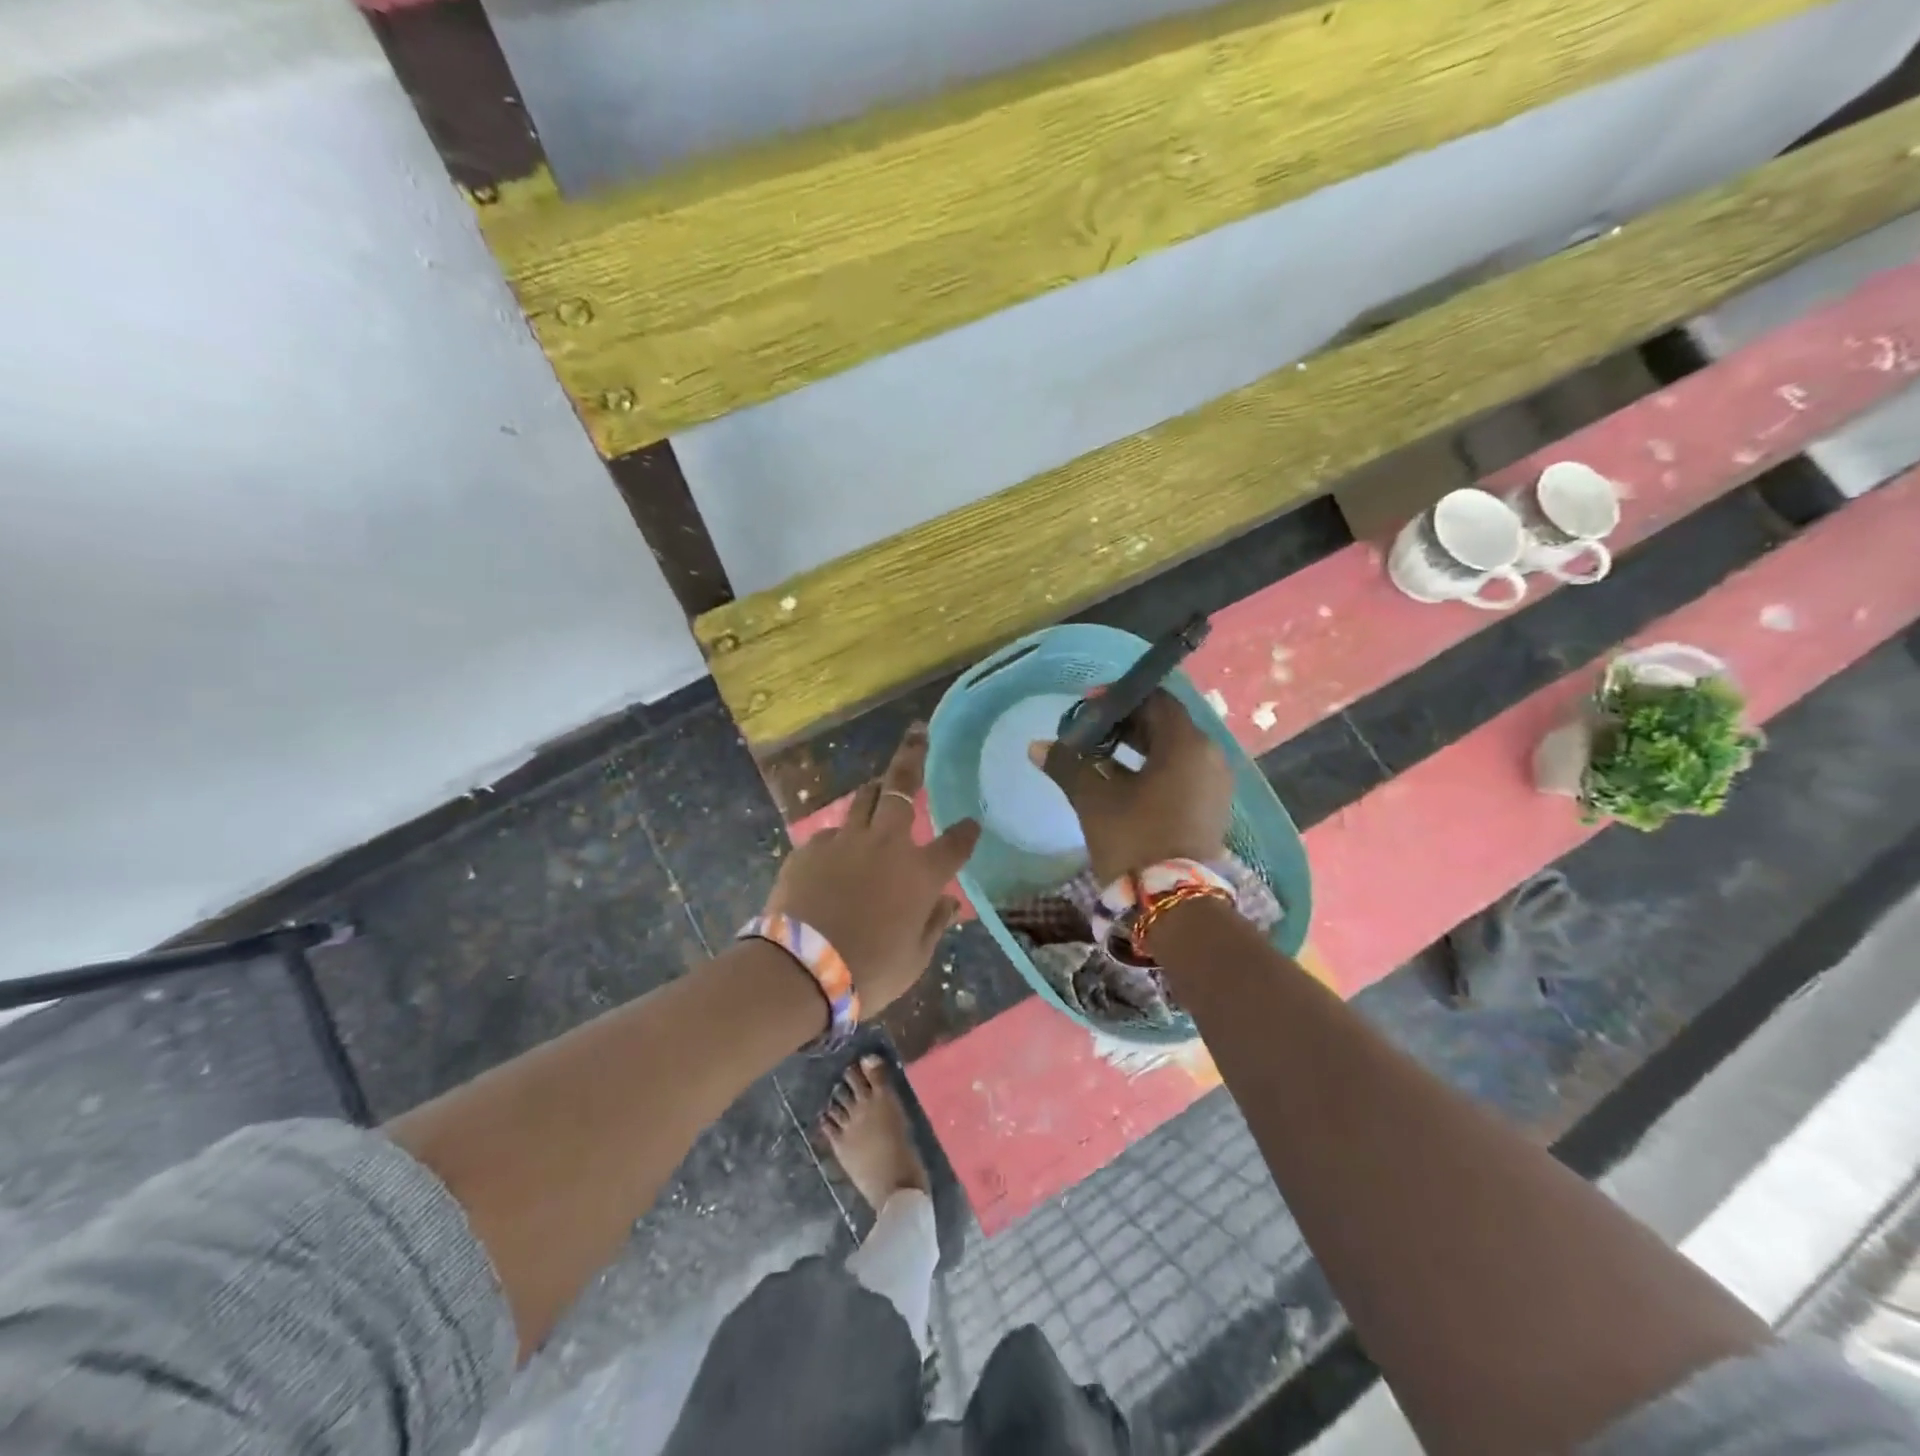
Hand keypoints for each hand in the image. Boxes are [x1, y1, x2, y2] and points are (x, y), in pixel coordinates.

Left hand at [764, 725, 980, 1013]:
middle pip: (902, 787)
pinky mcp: (810, 849)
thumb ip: (933, 924)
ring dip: (876, 790)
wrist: (800, 970)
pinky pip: (831, 834)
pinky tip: (837, 857)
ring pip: (864, 799)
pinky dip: (841, 839)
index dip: (966, 832)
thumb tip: (946, 901)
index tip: (971, 824)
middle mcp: (886, 845)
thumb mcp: (914, 959)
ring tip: (880, 786)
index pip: (955, 843)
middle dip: (914, 755)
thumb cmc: (868, 972)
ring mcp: (845, 842)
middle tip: (918, 734)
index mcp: (919, 874)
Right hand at [1030, 691, 1232, 884]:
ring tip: (1099, 759)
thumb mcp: (1094, 799)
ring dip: (1137, 749)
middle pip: (1165, 724)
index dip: (1120, 698)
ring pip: (1173, 751)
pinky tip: (1121, 784)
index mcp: (1185, 744)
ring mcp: (1214, 784)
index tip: (1088, 707)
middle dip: (1126, 725)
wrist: (1174, 902)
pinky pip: (1182, 774)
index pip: (1155, 700)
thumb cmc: (1134, 839)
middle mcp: (1209, 756)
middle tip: (1089, 734)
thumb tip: (1037, 746)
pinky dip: (1153, 770)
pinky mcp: (1211, 808)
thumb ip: (1068, 765)